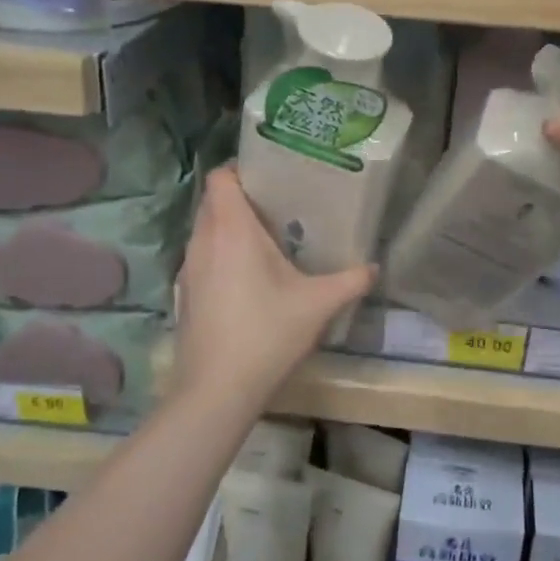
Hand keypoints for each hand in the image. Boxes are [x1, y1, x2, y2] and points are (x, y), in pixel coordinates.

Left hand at [172, 165, 375, 408]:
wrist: (216, 391)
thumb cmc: (267, 334)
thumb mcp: (319, 305)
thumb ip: (351, 280)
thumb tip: (375, 267)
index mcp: (231, 230)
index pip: (221, 177)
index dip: (241, 169)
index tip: (271, 178)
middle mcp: (203, 241)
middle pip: (213, 201)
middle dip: (241, 197)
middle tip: (279, 206)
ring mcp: (189, 268)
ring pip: (205, 230)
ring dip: (230, 227)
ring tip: (267, 240)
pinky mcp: (184, 293)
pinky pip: (202, 256)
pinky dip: (221, 254)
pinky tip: (248, 278)